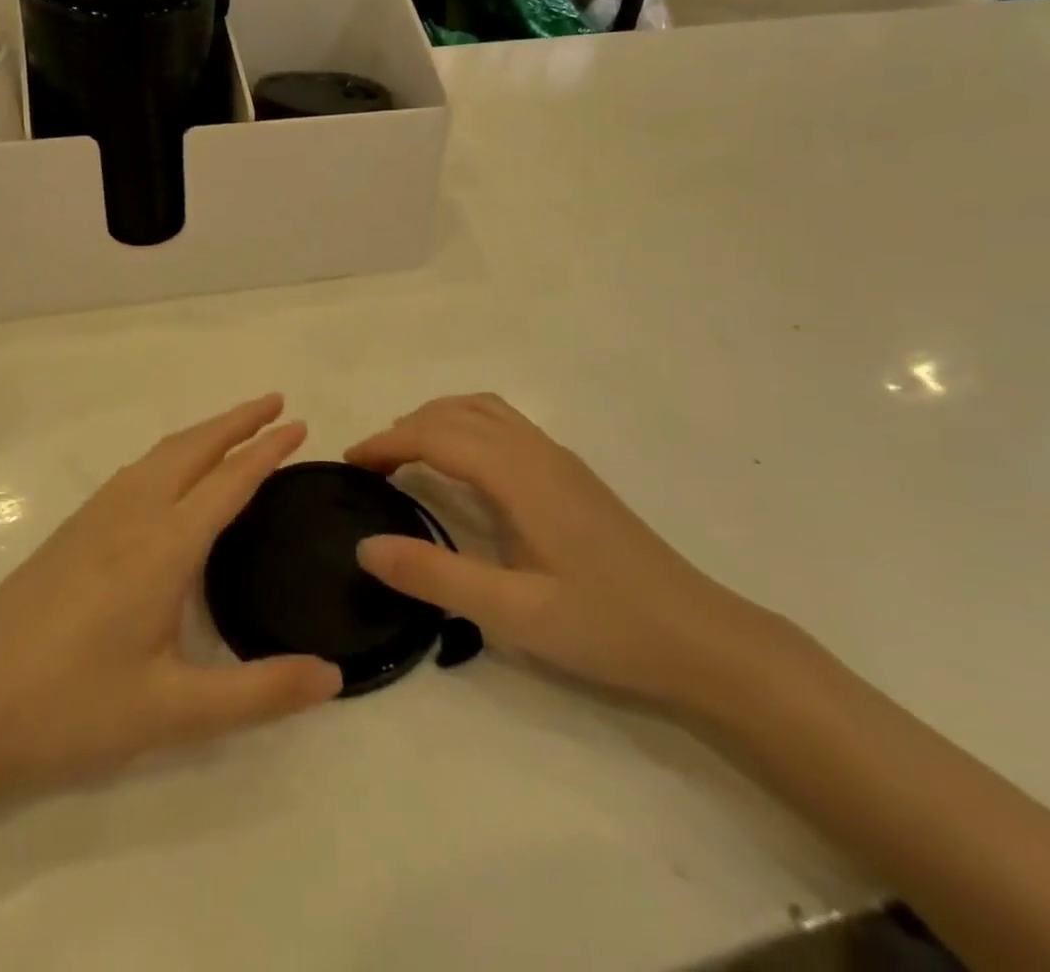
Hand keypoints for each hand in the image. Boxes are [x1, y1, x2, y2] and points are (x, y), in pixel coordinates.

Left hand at [0, 396, 341, 798]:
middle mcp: (133, 513)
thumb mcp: (171, 713)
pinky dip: (172, 453)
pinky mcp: (73, 529)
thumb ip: (258, 693)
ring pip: (161, 453)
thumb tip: (333, 676)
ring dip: (204, 433)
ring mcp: (97, 516)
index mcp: (163, 545)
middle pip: (194, 447)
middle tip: (276, 403)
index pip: (229, 481)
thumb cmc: (68, 708)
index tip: (300, 424)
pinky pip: (138, 470)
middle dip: (238, 420)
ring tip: (235, 430)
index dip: (268, 450)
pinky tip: (171, 475)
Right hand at [347, 394, 779, 713]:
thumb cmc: (606, 626)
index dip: (387, 443)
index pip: (436, 436)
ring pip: (484, 410)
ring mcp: (558, 459)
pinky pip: (504, 425)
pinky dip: (465, 425)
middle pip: (456, 413)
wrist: (701, 638)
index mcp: (519, 475)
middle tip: (369, 464)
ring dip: (437, 419)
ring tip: (406, 452)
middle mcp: (537, 452)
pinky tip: (463, 466)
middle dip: (405, 427)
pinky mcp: (571, 475)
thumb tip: (365, 545)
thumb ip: (436, 576)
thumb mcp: (513, 613)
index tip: (348, 462)